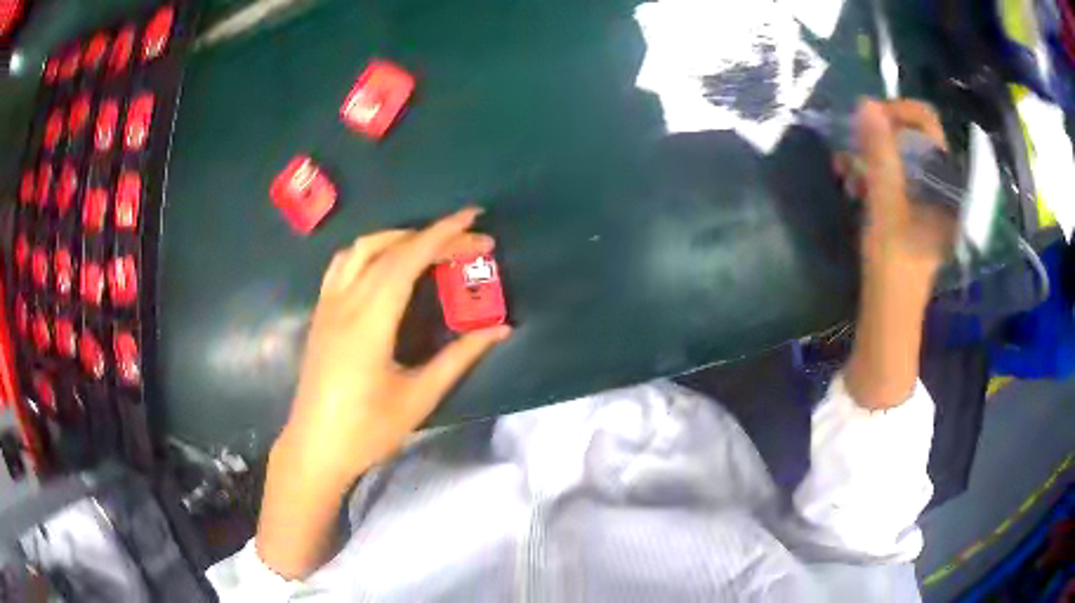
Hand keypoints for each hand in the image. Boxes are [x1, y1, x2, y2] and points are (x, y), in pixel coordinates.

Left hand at [281, 207, 511, 487]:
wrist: (315, 448)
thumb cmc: (366, 431)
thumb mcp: (419, 398)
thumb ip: (460, 357)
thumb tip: (501, 329)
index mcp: (369, 322)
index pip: (408, 259)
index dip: (443, 234)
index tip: (474, 219)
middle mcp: (345, 302)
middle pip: (389, 249)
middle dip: (432, 236)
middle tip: (469, 242)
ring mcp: (327, 305)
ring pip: (360, 249)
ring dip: (398, 237)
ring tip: (430, 246)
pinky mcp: (321, 314)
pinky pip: (343, 264)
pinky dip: (372, 251)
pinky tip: (387, 265)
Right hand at [839, 99, 954, 408]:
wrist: (890, 316)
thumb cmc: (894, 266)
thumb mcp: (886, 205)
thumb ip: (880, 154)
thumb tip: (866, 104)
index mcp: (945, 182)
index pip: (927, 123)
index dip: (898, 112)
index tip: (867, 119)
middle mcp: (939, 184)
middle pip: (910, 137)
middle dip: (878, 136)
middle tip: (852, 147)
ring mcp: (925, 198)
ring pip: (898, 157)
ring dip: (869, 156)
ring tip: (845, 170)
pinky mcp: (910, 211)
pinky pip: (892, 176)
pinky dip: (870, 174)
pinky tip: (850, 183)